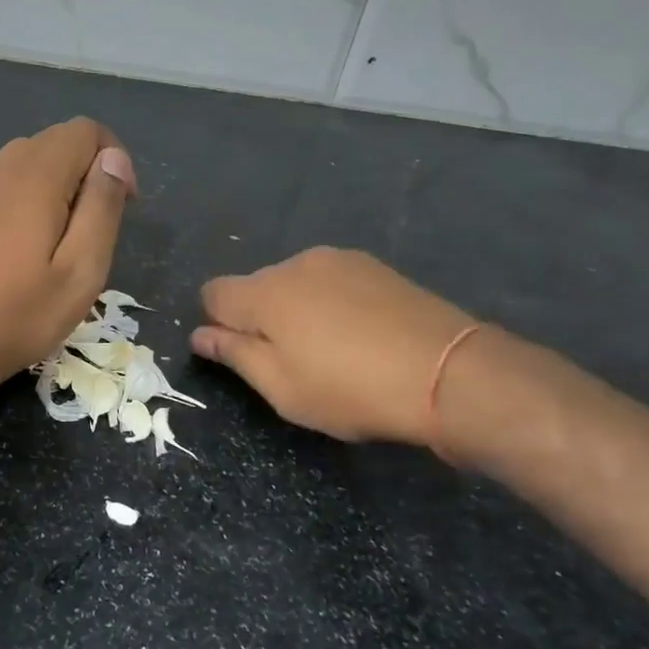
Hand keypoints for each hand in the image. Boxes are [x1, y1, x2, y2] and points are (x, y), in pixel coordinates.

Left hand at [0, 118, 136, 393]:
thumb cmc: (21, 313)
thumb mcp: (81, 270)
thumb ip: (102, 206)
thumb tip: (114, 158)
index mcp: (36, 176)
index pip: (85, 130)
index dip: (114, 157)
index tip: (124, 203)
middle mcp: (3, 168)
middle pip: (58, 140)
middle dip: (88, 170)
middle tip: (97, 226)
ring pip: (32, 159)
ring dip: (60, 183)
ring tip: (67, 237)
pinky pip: (8, 180)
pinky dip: (32, 194)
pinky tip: (30, 244)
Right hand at [192, 247, 474, 446]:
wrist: (449, 372)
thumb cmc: (352, 389)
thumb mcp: (283, 388)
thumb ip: (235, 355)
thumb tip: (200, 334)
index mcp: (264, 292)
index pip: (213, 293)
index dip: (218, 324)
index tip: (244, 354)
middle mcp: (295, 264)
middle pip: (256, 286)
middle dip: (261, 318)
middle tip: (294, 362)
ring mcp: (338, 260)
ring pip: (296, 282)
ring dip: (298, 309)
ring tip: (335, 349)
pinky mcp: (374, 265)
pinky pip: (332, 281)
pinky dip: (332, 302)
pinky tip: (363, 334)